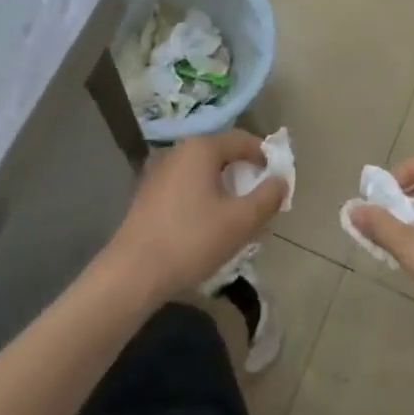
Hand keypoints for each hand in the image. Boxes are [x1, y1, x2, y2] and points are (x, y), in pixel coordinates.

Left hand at [105, 131, 287, 307]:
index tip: (278, 181)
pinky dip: (204, 198)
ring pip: (204, 173)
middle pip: (222, 155)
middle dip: (245, 175)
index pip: (243, 140)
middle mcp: (178, 151)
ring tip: (237, 217)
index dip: (266, 157)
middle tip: (260, 202)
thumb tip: (280, 180)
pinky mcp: (147, 195)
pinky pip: (186, 187)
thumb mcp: (241, 221)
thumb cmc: (192, 240)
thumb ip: (268, 196)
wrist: (132, 274)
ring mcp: (159, 172)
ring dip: (225, 189)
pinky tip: (207, 227)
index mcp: (201, 148)